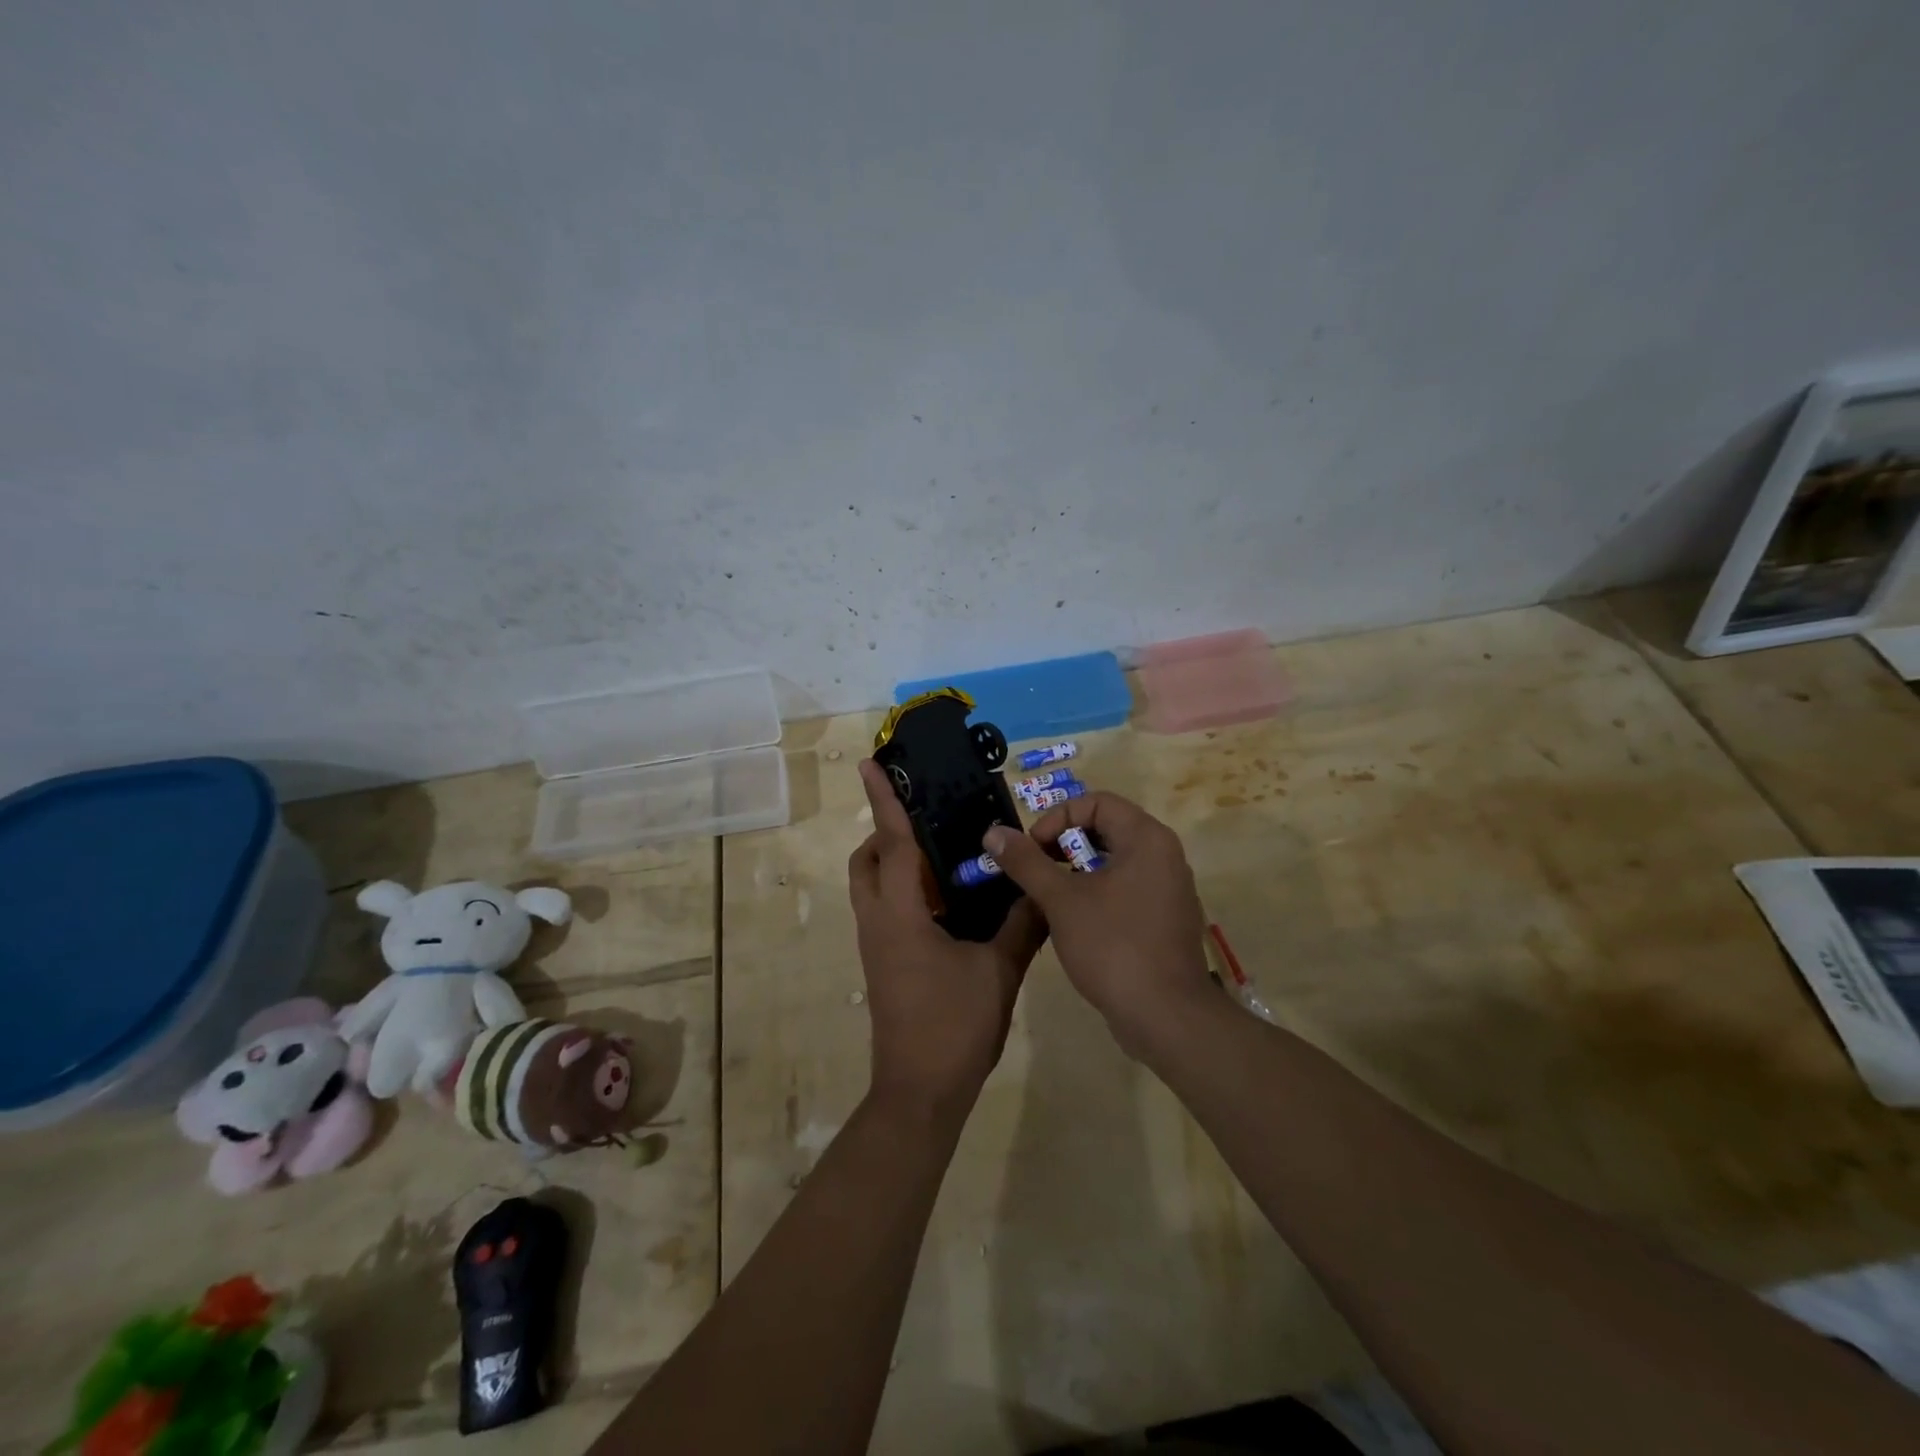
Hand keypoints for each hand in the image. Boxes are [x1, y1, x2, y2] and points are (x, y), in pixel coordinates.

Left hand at [848, 760, 1047, 1121]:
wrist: (921, 1092)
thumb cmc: (954, 1025)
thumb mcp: (999, 970)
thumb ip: (1023, 923)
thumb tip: (1042, 887)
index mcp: (899, 914)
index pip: (893, 843)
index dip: (884, 800)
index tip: (871, 763)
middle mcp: (878, 921)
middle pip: (867, 861)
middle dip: (886, 832)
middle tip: (928, 822)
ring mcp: (877, 944)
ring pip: (872, 886)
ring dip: (895, 863)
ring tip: (945, 857)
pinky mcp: (884, 963)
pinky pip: (886, 909)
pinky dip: (906, 891)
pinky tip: (949, 901)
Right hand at [982, 792, 1212, 1057]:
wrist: (1166, 1017)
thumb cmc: (1113, 946)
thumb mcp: (1061, 900)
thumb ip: (1026, 862)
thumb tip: (994, 832)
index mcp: (1146, 838)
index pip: (1097, 802)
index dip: (1057, 818)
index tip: (1032, 850)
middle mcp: (1164, 855)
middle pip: (1106, 828)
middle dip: (1063, 845)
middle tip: (1035, 871)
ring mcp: (1168, 889)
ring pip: (1114, 862)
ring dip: (1076, 871)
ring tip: (1047, 897)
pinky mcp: (1164, 919)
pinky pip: (1126, 889)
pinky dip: (1096, 893)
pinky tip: (1072, 922)